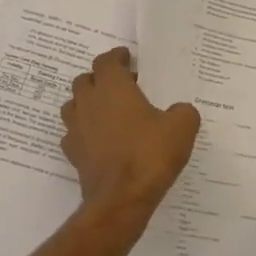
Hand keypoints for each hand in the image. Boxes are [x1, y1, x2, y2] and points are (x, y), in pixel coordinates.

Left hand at [60, 47, 200, 218]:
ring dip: (88, 103)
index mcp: (112, 87)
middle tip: (122, 86)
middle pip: (85, 80)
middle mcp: (88, 102)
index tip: (128, 58)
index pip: (106, 61)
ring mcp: (76, 129)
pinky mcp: (73, 153)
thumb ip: (182, 111)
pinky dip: (84, 131)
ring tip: (108, 111)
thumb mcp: (182, 127)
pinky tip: (99, 139)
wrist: (122, 198)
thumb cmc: (150, 154)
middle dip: (101, 78)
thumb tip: (178, 111)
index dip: (117, 57)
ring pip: (73, 105)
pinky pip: (73, 133)